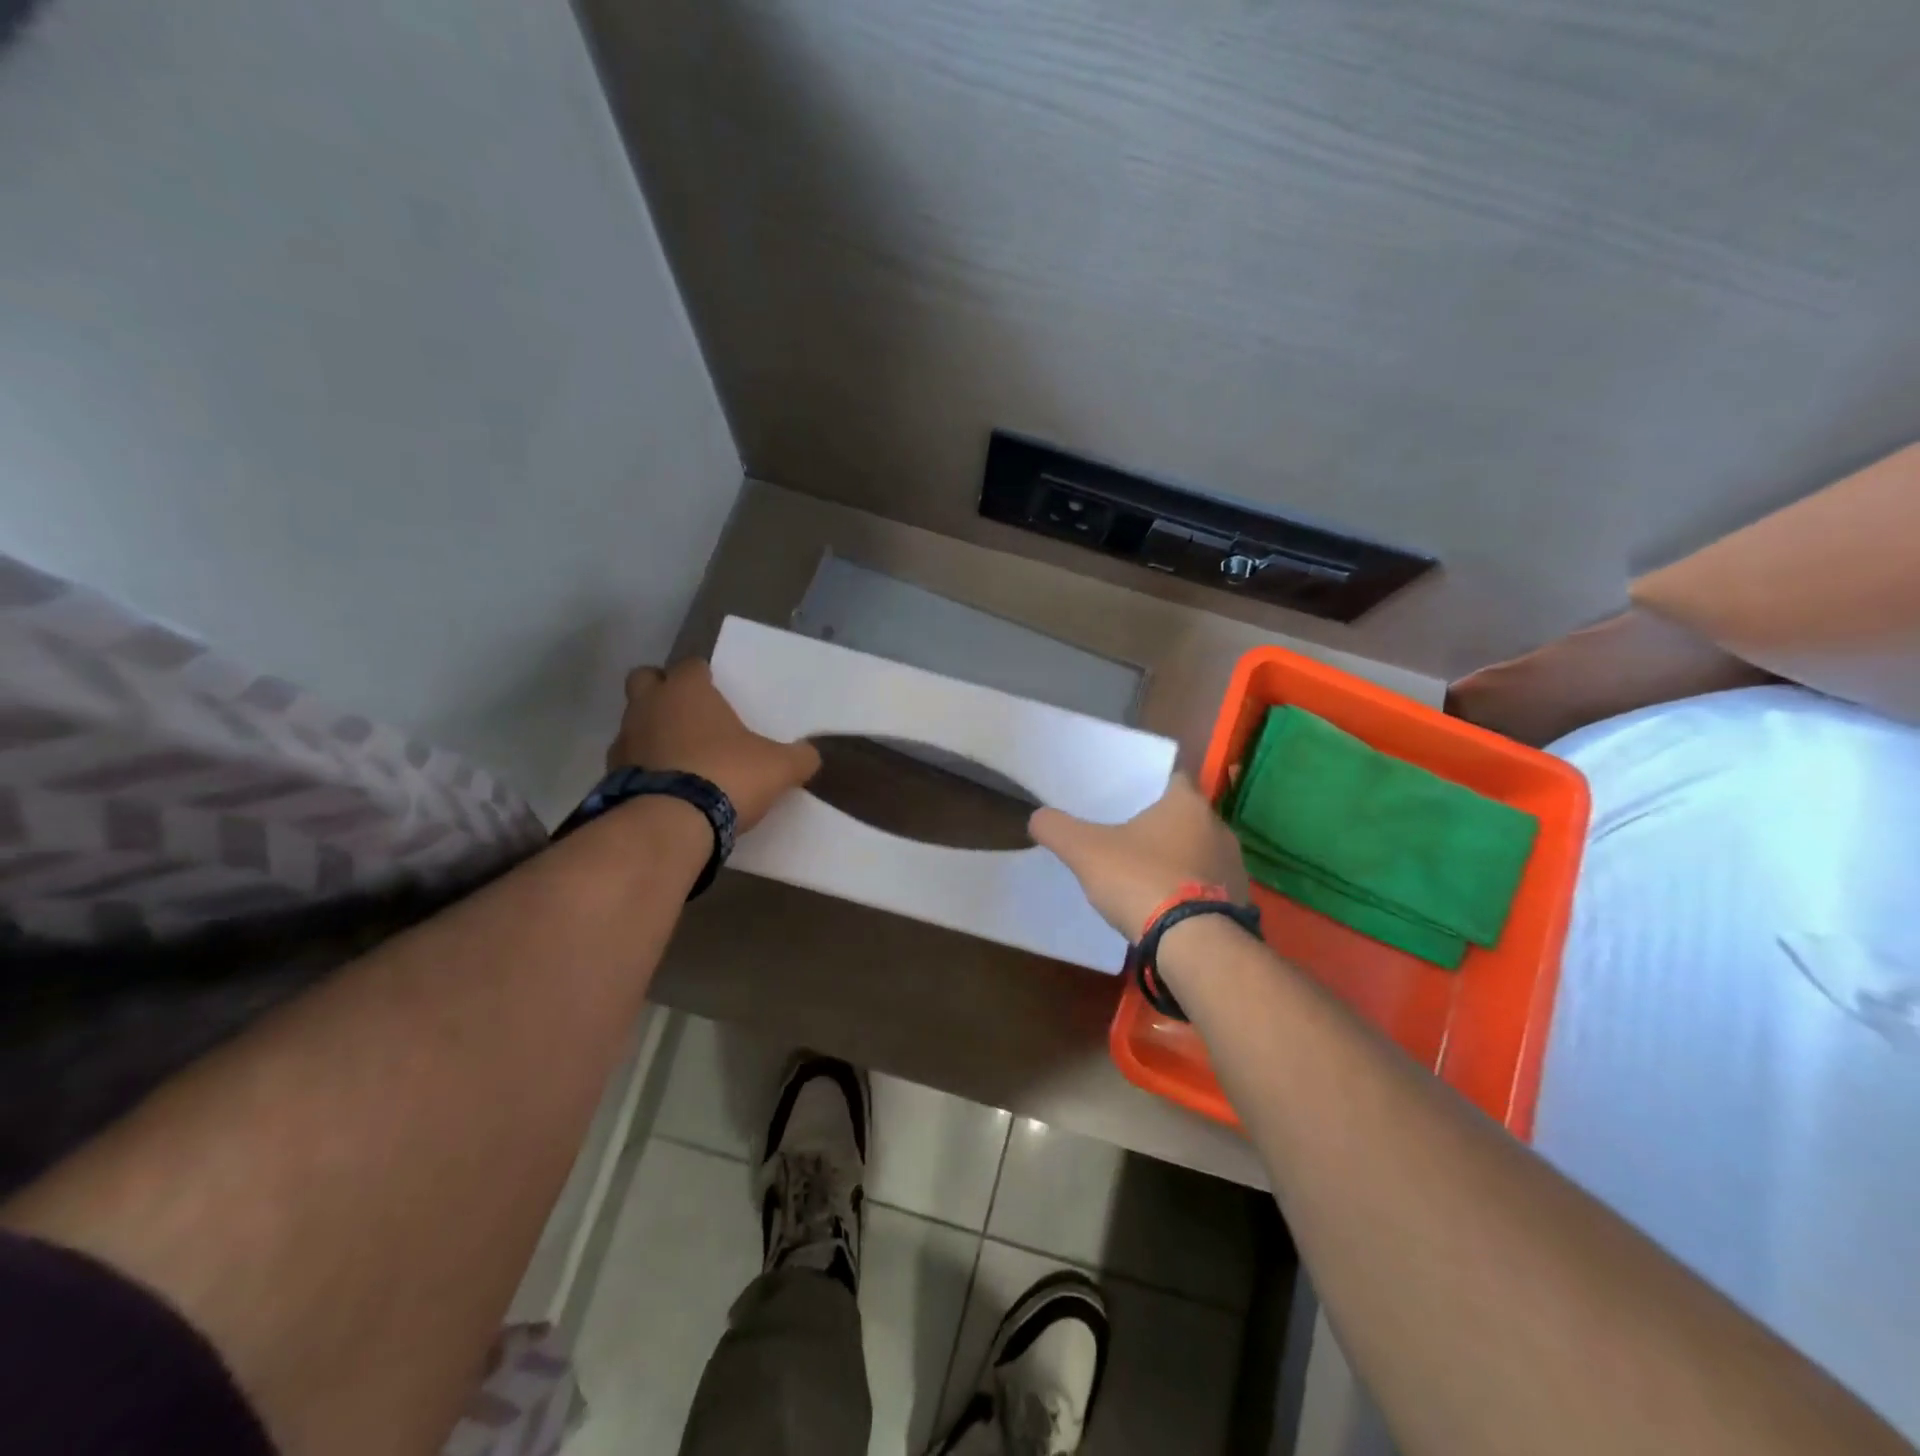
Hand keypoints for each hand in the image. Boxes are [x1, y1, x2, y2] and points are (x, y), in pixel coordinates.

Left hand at [608, 661, 821, 830]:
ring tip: (681, 757)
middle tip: (691, 714)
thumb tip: (810, 756)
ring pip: (634, 721)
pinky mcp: (610, 776)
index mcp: (687, 690)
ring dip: (652, 731)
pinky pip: (628, 761)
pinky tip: (667, 787)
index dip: (705, 678)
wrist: (670, 824)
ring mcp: (624, 740)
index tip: (720, 695)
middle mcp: (649, 705)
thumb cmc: (726, 776)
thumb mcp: (779, 768)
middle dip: (664, 690)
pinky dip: (643, 768)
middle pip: (646, 679)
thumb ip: (799, 758)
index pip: (692, 666)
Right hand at [1029, 775, 1249, 940]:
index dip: (1150, 786)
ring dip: (1179, 859)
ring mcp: (1234, 865)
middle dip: (1162, 825)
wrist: (1194, 944)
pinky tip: (1168, 905)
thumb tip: (1037, 817)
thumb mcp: (1086, 852)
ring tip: (1147, 874)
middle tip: (1129, 836)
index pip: (1173, 778)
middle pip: (1187, 816)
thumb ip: (1058, 829)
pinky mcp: (1240, 901)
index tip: (1128, 798)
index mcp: (1187, 803)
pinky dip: (1192, 890)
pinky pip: (1210, 885)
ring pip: (1200, 851)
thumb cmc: (1141, 880)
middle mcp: (1218, 827)